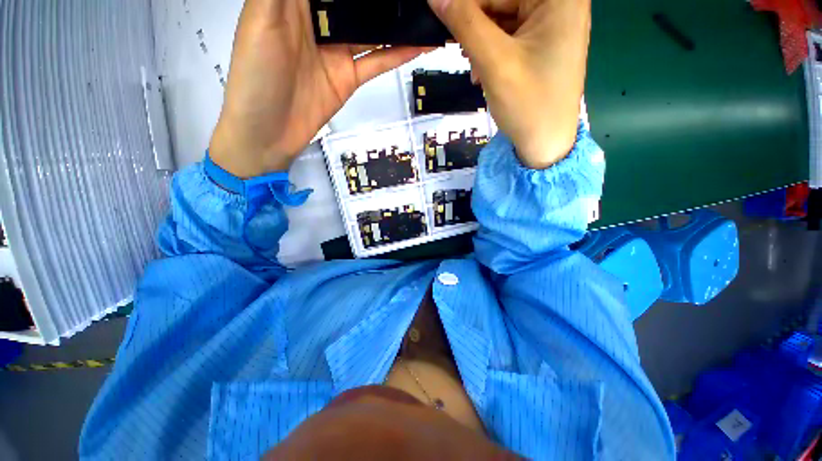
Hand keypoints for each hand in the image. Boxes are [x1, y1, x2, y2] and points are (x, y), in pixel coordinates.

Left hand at [210, 0, 428, 177]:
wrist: (269, 133)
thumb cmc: (256, 77)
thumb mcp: (262, 19)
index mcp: (293, 1)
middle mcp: (317, 22)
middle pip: (354, 2)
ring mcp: (336, 52)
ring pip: (371, 29)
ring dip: (396, 20)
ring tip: (422, 11)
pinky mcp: (349, 77)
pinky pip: (377, 62)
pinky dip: (399, 54)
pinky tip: (420, 43)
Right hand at [428, 0, 590, 168]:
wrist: (545, 145)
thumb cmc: (528, 105)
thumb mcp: (494, 62)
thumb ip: (465, 24)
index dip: (468, 5)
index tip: (449, 23)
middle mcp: (560, 4)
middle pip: (504, 0)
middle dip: (477, 24)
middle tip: (459, 49)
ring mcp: (552, 25)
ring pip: (504, 18)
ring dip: (482, 41)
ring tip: (472, 67)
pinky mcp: (543, 45)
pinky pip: (510, 36)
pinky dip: (492, 51)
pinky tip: (483, 71)